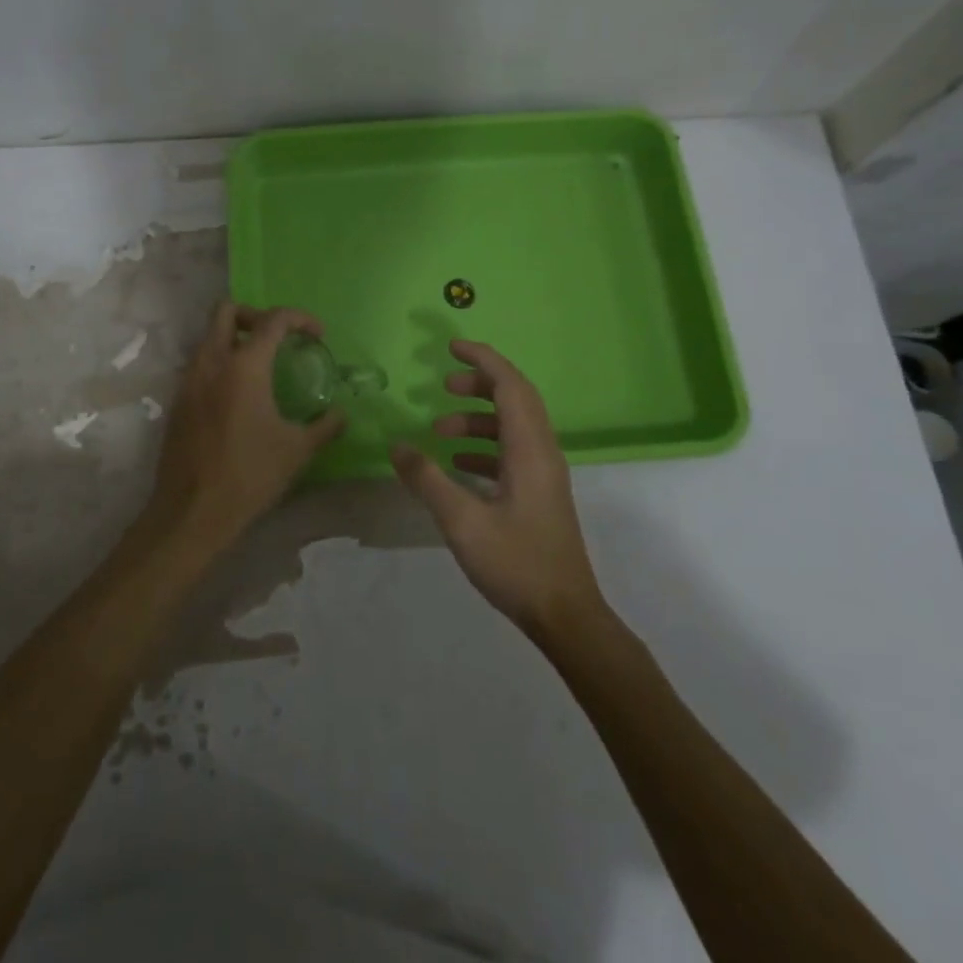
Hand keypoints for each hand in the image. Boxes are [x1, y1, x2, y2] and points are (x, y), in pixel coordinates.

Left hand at [146, 301, 346, 552]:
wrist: (191, 511)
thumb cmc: (249, 475)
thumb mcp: (296, 450)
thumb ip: (324, 427)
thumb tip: (343, 415)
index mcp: (244, 366)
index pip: (273, 320)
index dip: (300, 318)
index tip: (318, 335)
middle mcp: (211, 362)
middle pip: (227, 311)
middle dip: (256, 315)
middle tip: (279, 339)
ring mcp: (189, 380)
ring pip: (209, 336)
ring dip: (235, 339)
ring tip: (262, 367)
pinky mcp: (178, 401)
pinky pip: (200, 364)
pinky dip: (221, 363)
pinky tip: (240, 396)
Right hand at [391, 340, 603, 638]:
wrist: (565, 615)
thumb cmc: (516, 564)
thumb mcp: (462, 521)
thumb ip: (427, 479)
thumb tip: (396, 445)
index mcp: (530, 449)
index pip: (510, 385)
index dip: (483, 360)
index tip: (452, 347)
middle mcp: (542, 452)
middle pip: (515, 399)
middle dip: (479, 385)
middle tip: (443, 386)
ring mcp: (544, 474)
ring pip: (512, 426)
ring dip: (477, 419)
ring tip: (439, 431)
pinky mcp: (539, 494)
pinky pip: (511, 452)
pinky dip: (483, 447)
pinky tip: (456, 465)